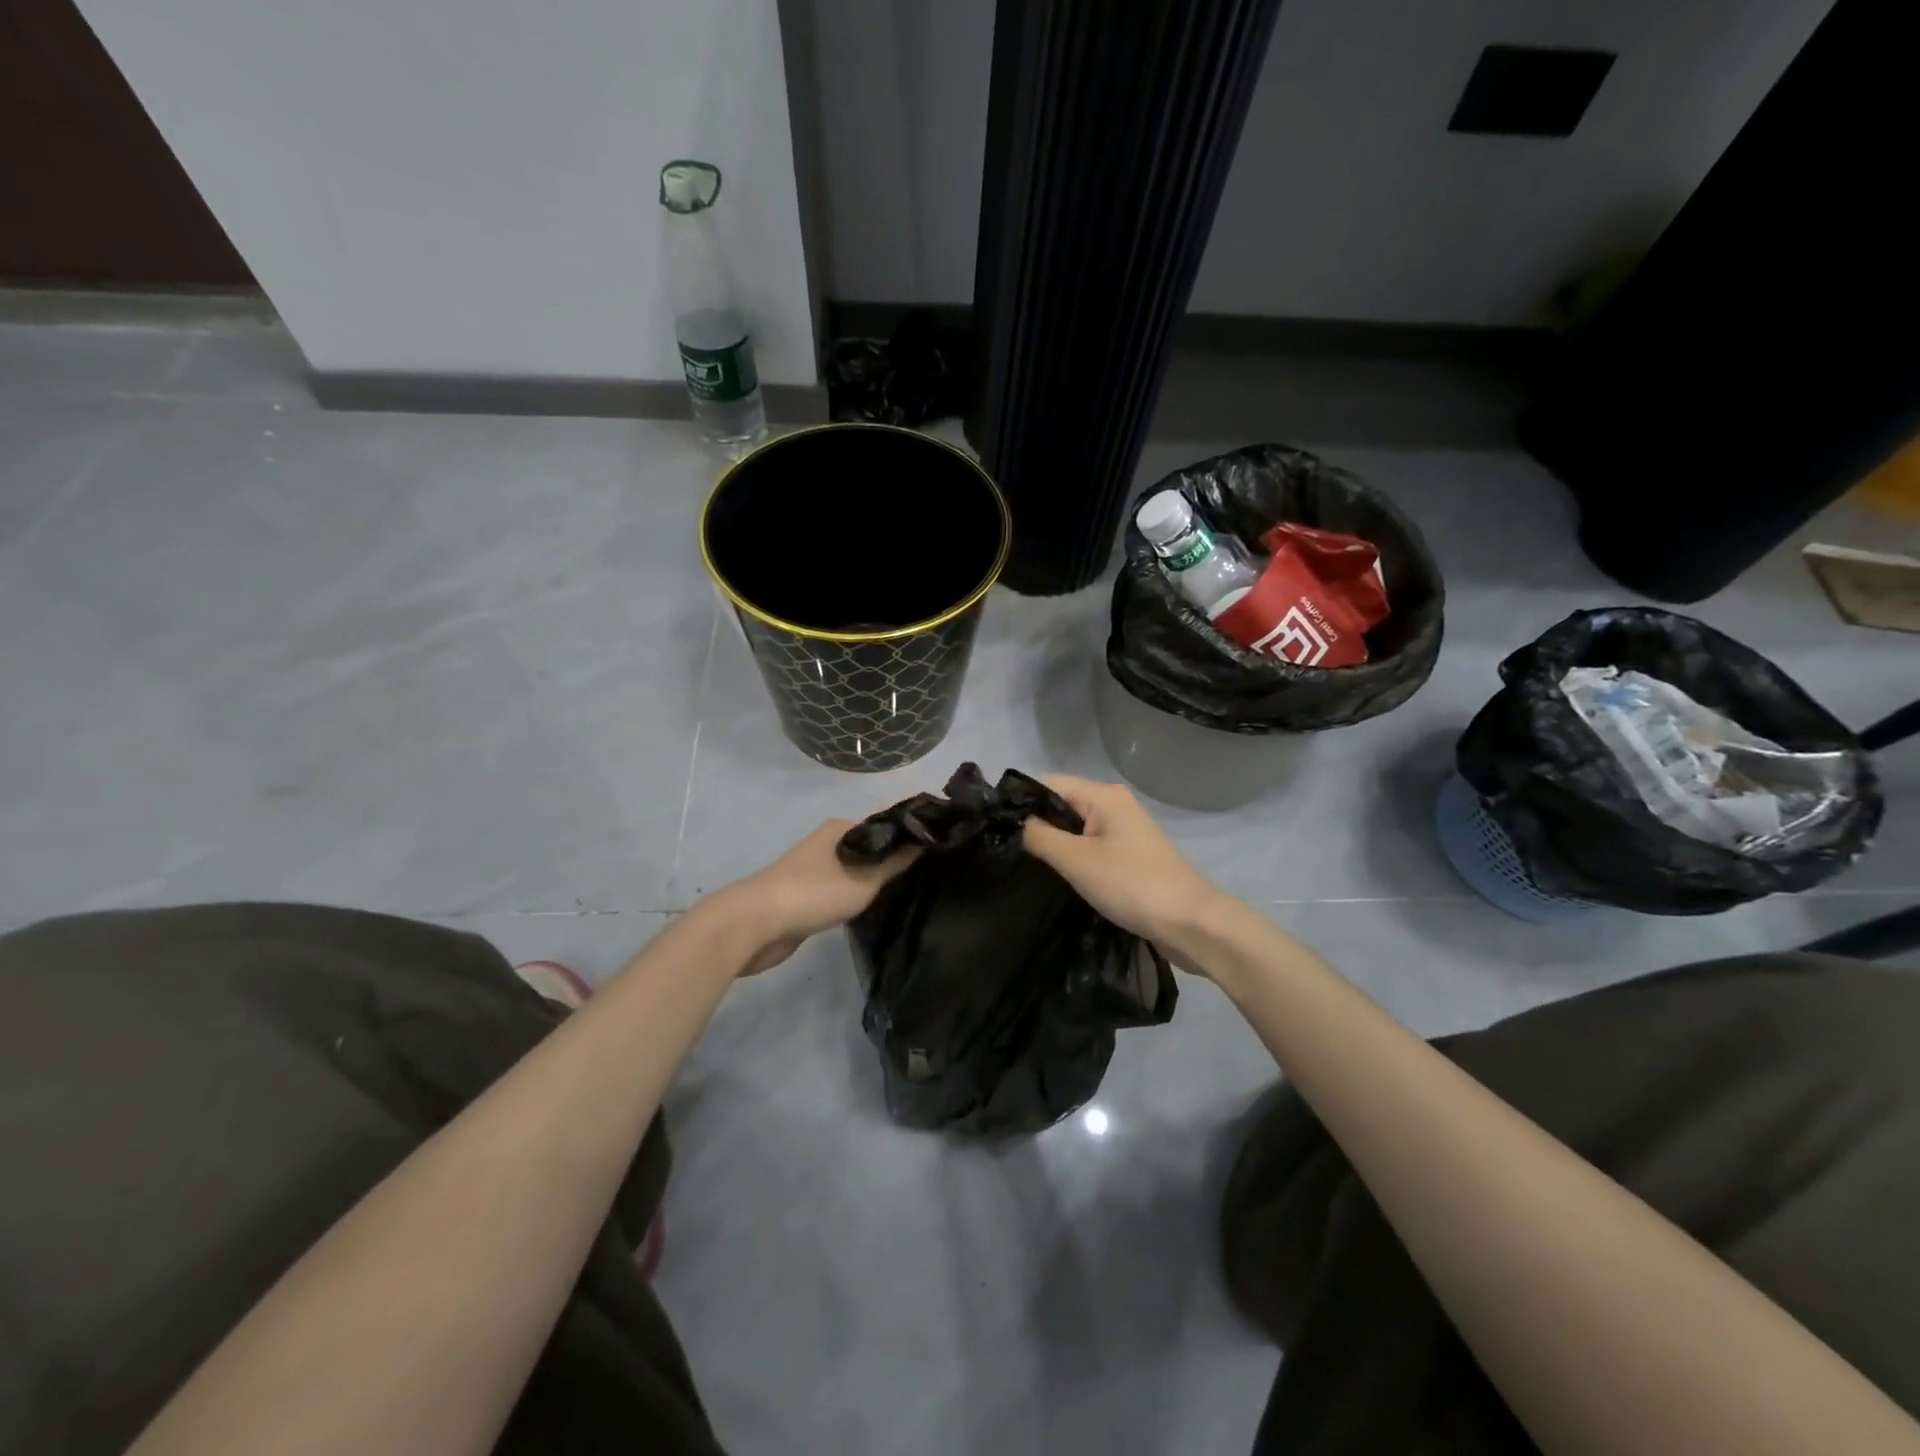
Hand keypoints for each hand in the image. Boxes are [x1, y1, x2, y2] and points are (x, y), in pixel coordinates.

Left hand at [713, 820, 919, 975]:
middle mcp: (828, 843)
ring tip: (908, 893)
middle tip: (927, 877)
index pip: (885, 826)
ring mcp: (815, 869)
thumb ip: (895, 862)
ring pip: (856, 871)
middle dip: (895, 860)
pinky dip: (858, 897)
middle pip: (871, 848)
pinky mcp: (807, 896)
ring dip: (876, 881)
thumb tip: (926, 839)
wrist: (756, 923)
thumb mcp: (864, 879)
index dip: (910, 836)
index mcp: (841, 829)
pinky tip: (875, 909)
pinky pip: (843, 891)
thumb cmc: (814, 893)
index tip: (937, 849)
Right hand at [1022, 776, 1226, 961]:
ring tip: (1025, 864)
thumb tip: (1016, 823)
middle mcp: (1114, 805)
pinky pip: (1090, 846)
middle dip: (1036, 824)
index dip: (1021, 801)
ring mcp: (1124, 830)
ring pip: (1075, 828)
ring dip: (1054, 844)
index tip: (996, 827)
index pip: (1048, 784)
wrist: (1189, 922)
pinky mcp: (1129, 855)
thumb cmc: (1131, 885)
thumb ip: (1040, 836)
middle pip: (1062, 805)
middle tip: (1006, 850)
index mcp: (1103, 796)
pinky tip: (1057, 875)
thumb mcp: (1076, 860)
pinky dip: (1073, 857)